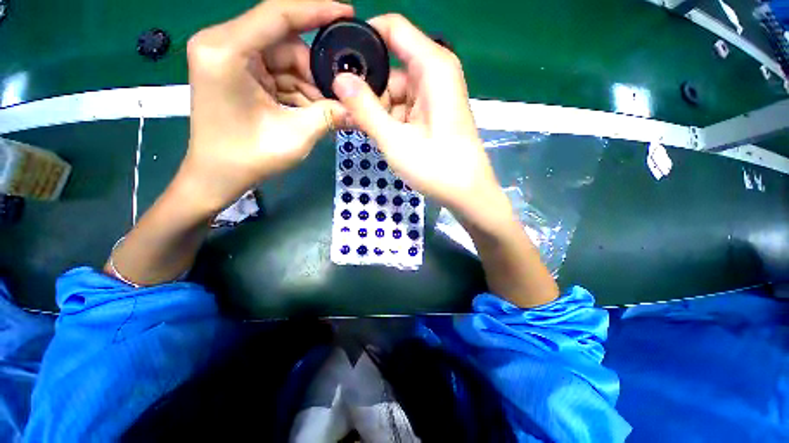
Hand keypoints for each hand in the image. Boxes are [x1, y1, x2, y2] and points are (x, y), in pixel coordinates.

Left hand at [182, 0, 351, 213]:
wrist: (216, 176)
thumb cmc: (248, 158)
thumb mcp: (295, 136)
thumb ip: (328, 116)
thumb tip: (357, 110)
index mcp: (226, 51)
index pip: (278, 14)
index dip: (317, 10)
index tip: (349, 13)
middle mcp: (224, 45)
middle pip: (285, 43)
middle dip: (316, 71)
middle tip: (340, 95)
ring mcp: (230, 59)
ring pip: (285, 60)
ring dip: (309, 85)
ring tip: (328, 110)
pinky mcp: (238, 73)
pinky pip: (277, 73)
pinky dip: (298, 91)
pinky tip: (312, 110)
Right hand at [332, 14, 510, 227]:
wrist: (466, 193)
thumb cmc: (436, 168)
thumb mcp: (395, 140)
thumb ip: (365, 108)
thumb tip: (339, 78)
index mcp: (433, 67)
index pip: (392, 28)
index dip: (363, 39)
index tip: (338, 61)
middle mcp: (436, 73)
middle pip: (390, 66)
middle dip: (368, 88)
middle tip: (347, 112)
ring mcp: (434, 95)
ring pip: (395, 90)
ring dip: (378, 108)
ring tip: (364, 129)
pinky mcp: (432, 113)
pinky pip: (404, 106)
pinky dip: (390, 119)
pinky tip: (381, 135)